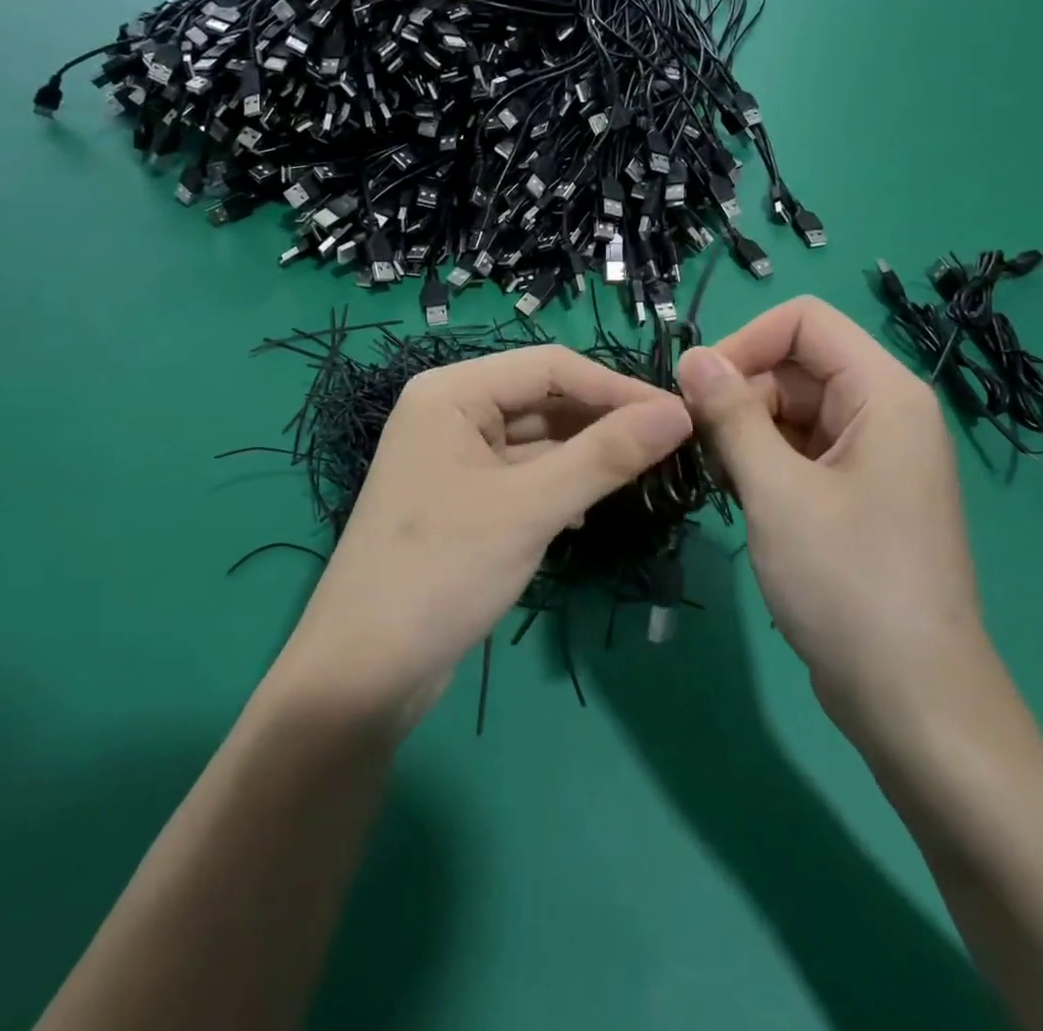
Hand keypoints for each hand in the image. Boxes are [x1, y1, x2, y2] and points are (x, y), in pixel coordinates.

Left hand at [270, 345, 692, 730]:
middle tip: (673, 445)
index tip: (680, 415)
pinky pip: (526, 475)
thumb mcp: (529, 508)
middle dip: (605, 421)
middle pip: (544, 399)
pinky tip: (596, 506)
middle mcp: (451, 413)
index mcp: (452, 392)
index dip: (616, 388)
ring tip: (650, 471)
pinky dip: (564, 484)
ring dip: (589, 454)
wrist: (363, 675)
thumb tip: (679, 413)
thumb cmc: (441, 572)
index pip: (550, 367)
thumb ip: (605, 456)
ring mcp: (456, 458)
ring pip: (539, 439)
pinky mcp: (465, 499)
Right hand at [676, 298, 990, 741]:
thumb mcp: (777, 491)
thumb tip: (692, 356)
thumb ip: (731, 415)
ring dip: (745, 432)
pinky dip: (763, 462)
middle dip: (739, 394)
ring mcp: (872, 455)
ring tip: (720, 480)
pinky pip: (800, 449)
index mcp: (884, 393)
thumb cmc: (848, 585)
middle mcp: (884, 412)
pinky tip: (741, 498)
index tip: (694, 391)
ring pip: (791, 409)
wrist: (913, 701)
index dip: (744, 342)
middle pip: (795, 365)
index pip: (804, 322)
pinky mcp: (858, 493)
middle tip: (697, 446)